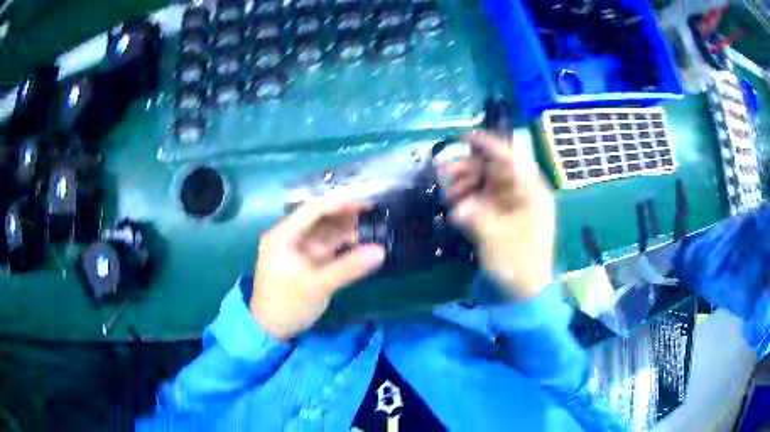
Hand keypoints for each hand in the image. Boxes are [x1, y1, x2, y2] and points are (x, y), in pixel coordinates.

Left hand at [250, 201, 384, 340]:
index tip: (367, 203)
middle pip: (320, 218)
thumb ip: (349, 267)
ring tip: (374, 225)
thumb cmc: (288, 304)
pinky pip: (327, 247)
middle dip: (346, 215)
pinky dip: (343, 244)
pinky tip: (362, 243)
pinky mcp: (306, 261)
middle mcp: (289, 236)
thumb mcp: (319, 285)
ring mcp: (298, 249)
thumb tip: (381, 251)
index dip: (341, 204)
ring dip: (347, 229)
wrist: (271, 329)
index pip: (314, 209)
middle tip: (376, 212)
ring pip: (325, 232)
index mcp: (283, 235)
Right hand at [439, 130, 555, 299]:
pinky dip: (468, 200)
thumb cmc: (519, 264)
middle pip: (495, 169)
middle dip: (469, 168)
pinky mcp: (502, 218)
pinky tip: (454, 206)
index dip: (489, 144)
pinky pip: (483, 200)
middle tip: (443, 173)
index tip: (463, 137)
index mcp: (532, 192)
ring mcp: (512, 206)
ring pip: (486, 184)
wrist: (525, 293)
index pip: (511, 159)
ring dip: (465, 184)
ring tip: (445, 192)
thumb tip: (458, 206)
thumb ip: (477, 217)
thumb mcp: (497, 239)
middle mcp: (523, 193)